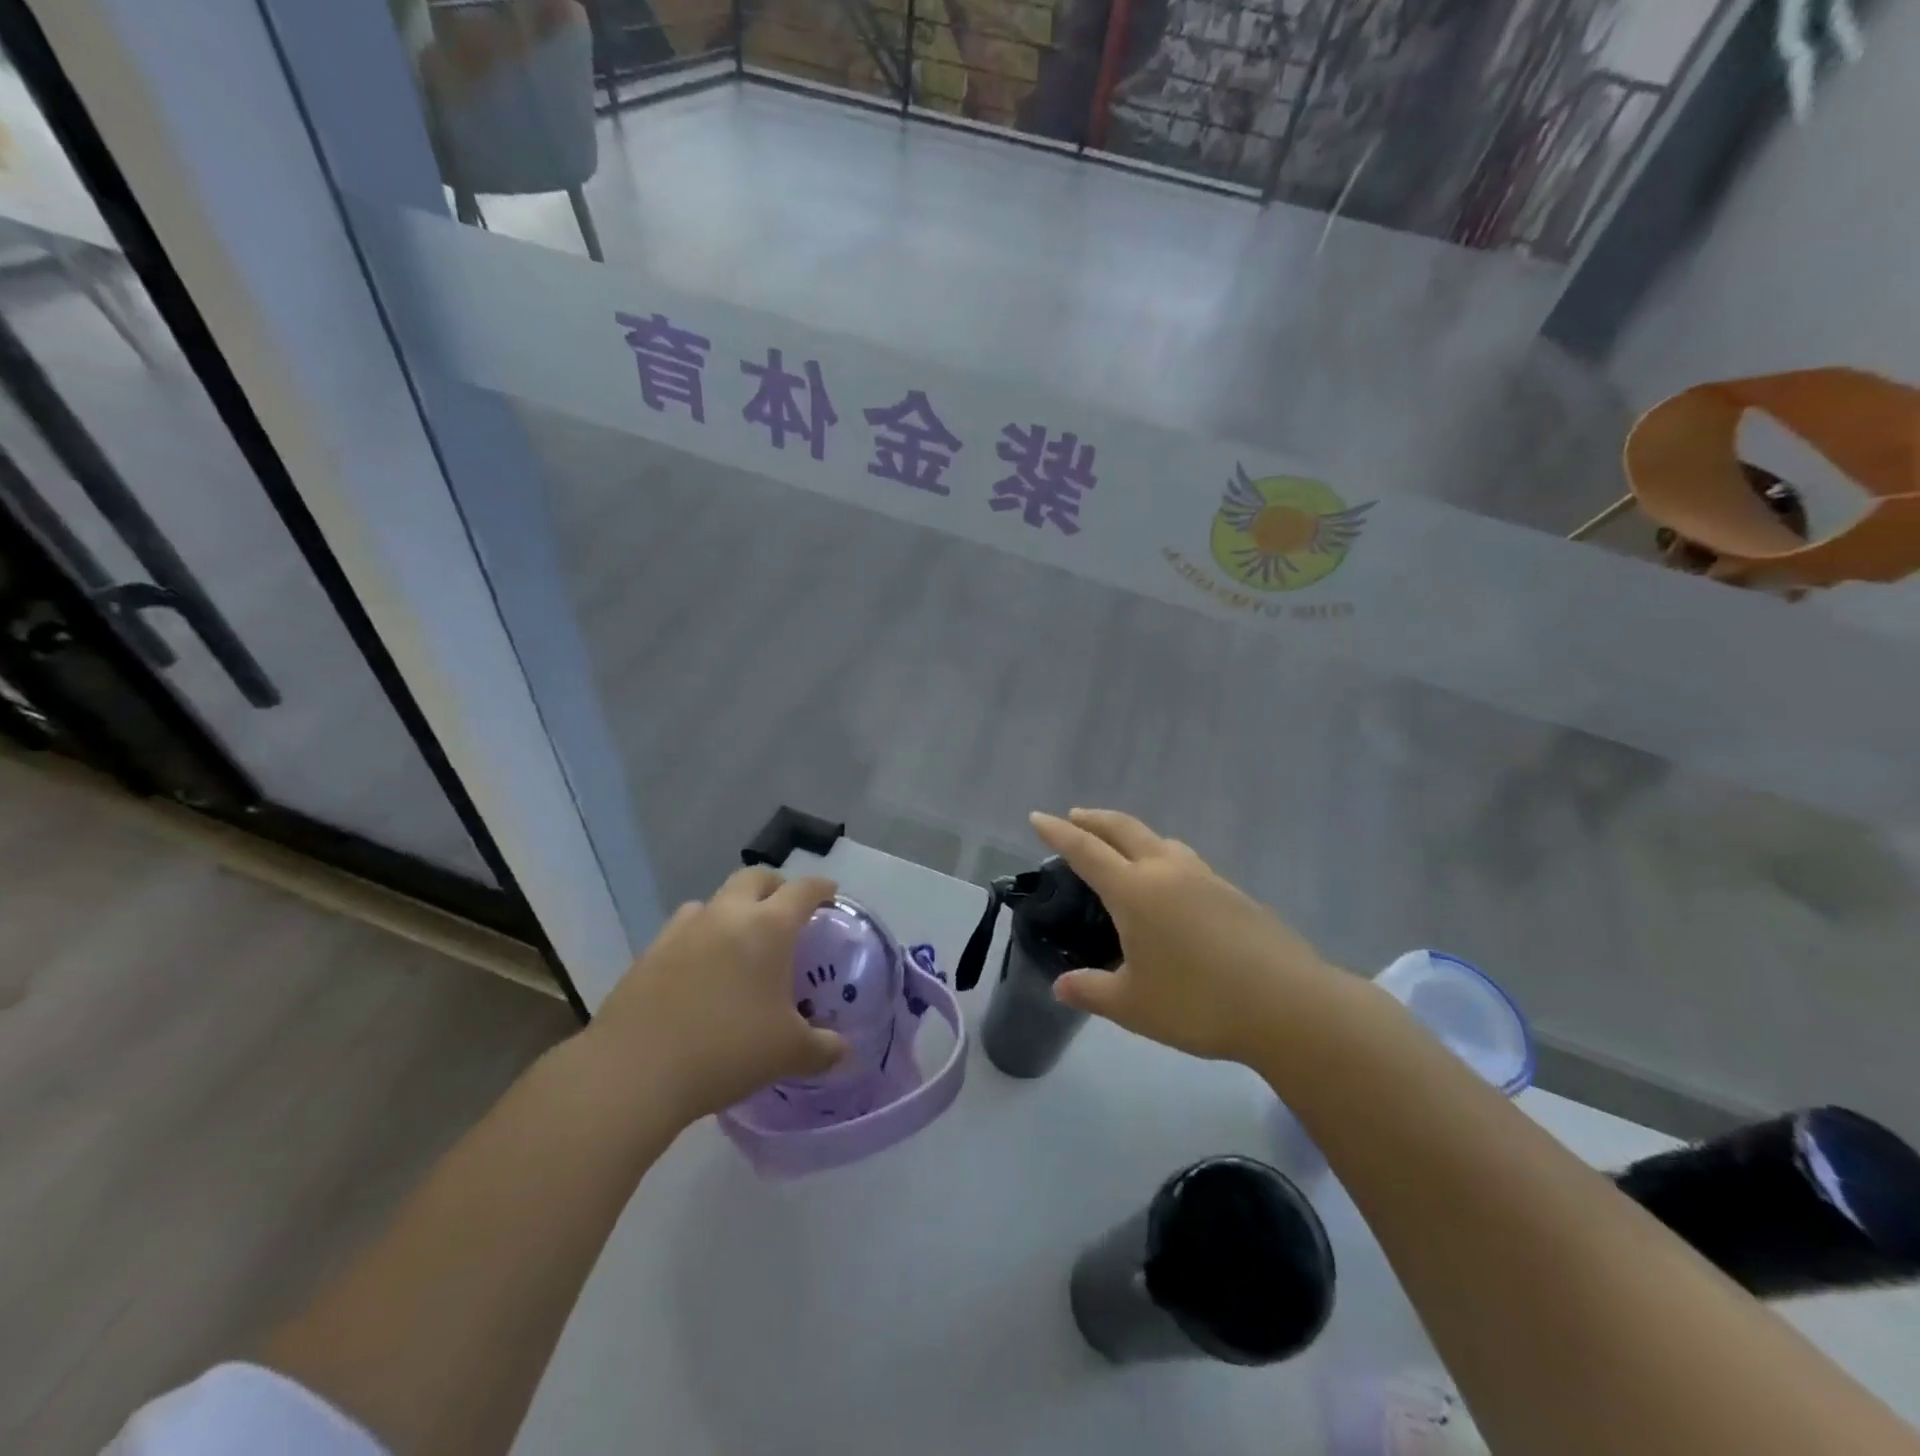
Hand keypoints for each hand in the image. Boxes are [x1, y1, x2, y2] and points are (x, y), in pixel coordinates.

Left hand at [590, 868, 846, 1122]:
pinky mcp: (650, 952)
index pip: (803, 890)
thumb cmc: (727, 1050)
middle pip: (754, 878)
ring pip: (714, 900)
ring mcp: (683, 930)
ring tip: (739, 941)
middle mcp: (727, 915)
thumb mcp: (788, 1053)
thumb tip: (843, 1050)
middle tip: (786, 911)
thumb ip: (822, 1048)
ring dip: (733, 910)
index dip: (821, 887)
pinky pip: (683, 929)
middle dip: (775, 886)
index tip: (830, 893)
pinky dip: (700, 937)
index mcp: (768, 928)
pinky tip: (700, 969)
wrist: (634, 1071)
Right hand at [1030, 808, 1334, 1064]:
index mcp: (1134, 891)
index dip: (1058, 832)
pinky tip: (1170, 886)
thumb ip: (1091, 991)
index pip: (1085, 850)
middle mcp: (1167, 871)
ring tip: (1122, 848)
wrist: (1288, 1005)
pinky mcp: (1233, 892)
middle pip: (1124, 829)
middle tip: (1075, 816)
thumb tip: (1061, 985)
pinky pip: (1185, 861)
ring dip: (1132, 835)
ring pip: (1160, 841)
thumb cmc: (1198, 1003)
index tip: (1038, 816)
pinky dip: (1162, 857)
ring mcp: (1204, 877)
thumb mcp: (1133, 1005)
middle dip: (1094, 819)